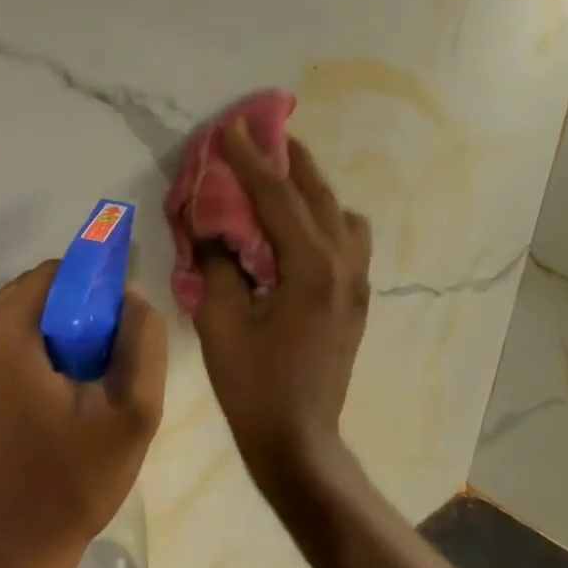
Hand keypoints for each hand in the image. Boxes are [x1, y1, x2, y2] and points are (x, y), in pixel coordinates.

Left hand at [0, 261, 166, 567]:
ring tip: (85, 388)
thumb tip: (132, 294)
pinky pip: (0, 349)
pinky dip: (31, 358)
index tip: (120, 329)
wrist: (8, 554)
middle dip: (74, 317)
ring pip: (18, 322)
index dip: (95, 291)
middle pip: (33, 296)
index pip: (56, 274)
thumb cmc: (71, 484)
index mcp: (0, 333)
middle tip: (106, 364)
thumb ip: (142, 342)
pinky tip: (55, 402)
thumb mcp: (132, 414)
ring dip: (54, 339)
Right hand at [195, 121, 372, 492]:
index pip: (278, 197)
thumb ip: (217, 264)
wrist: (298, 440)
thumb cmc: (253, 385)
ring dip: (312, 191)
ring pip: (342, 216)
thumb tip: (210, 227)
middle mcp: (344, 266)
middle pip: (320, 195)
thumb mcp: (220, 322)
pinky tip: (296, 233)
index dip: (251, 159)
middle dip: (290, 161)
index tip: (232, 127)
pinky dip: (324, 221)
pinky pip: (348, 242)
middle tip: (263, 136)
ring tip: (279, 184)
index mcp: (311, 268)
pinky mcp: (356, 301)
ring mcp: (357, 284)